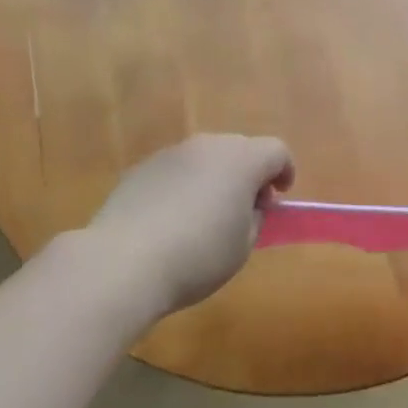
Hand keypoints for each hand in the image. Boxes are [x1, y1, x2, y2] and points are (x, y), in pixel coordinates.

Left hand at [88, 134, 294, 314]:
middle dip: (249, 173)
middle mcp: (206, 146)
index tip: (279, 197)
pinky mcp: (141, 167)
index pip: (276, 151)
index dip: (284, 171)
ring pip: (205, 156)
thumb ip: (254, 217)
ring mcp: (170, 153)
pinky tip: (172, 219)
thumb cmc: (197, 256)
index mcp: (240, 160)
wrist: (123, 261)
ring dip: (215, 176)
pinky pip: (176, 170)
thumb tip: (249, 204)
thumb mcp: (242, 245)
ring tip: (206, 215)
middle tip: (246, 208)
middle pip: (239, 148)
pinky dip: (184, 185)